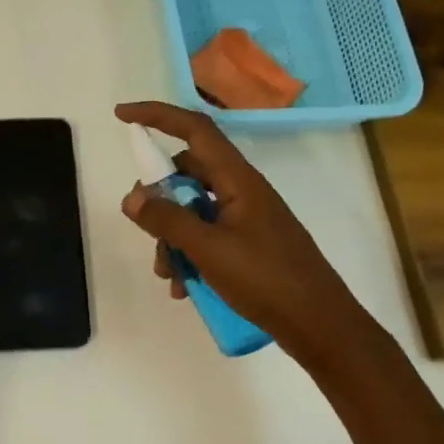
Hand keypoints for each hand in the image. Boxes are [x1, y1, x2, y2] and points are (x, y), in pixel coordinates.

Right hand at [115, 101, 382, 375]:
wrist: (321, 327)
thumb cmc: (267, 280)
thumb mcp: (208, 250)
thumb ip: (167, 220)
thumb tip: (133, 196)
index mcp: (238, 180)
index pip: (194, 130)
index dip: (157, 116)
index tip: (122, 116)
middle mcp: (242, 192)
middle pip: (187, 174)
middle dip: (158, 200)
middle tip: (143, 226)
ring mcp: (246, 219)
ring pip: (192, 211)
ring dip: (171, 237)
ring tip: (168, 274)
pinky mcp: (248, 245)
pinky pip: (205, 237)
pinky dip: (188, 256)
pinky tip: (184, 288)